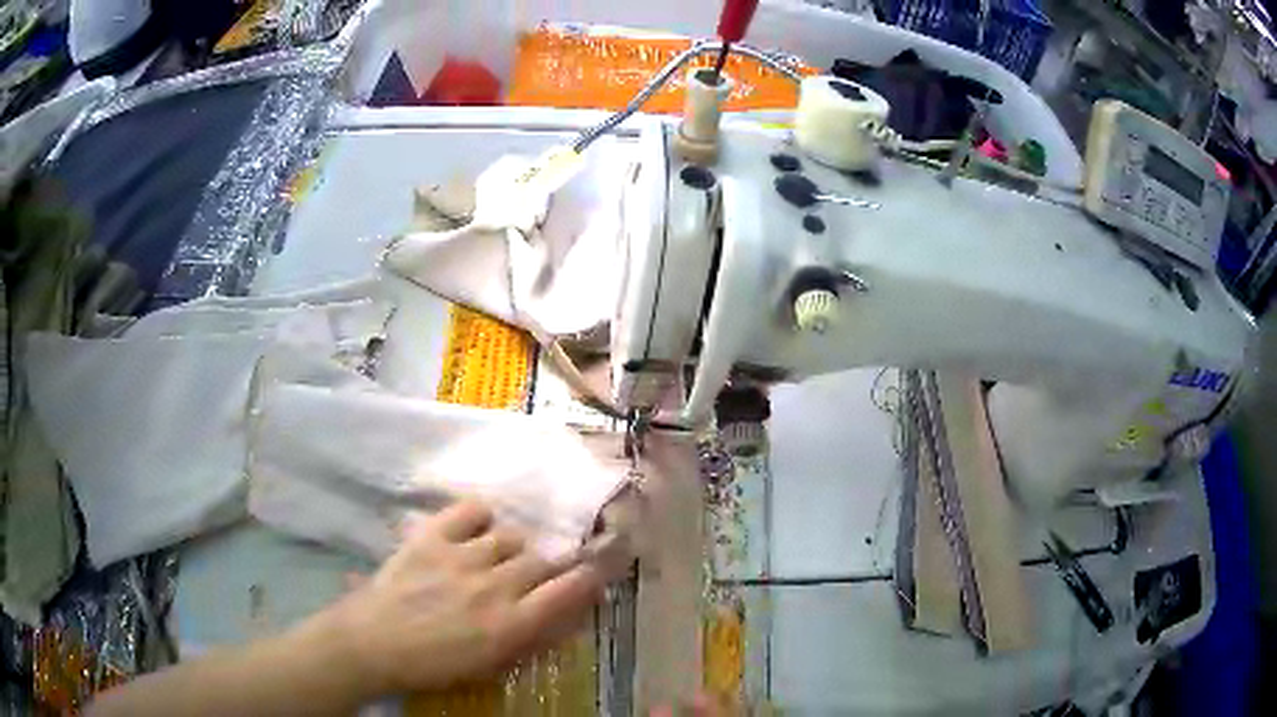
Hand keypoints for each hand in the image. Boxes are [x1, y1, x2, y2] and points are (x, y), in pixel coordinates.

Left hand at [330, 500, 607, 693]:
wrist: (372, 644)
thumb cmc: (434, 665)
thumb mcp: (491, 664)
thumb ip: (532, 637)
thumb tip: (566, 614)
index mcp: (511, 624)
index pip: (570, 589)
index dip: (589, 577)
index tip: (592, 575)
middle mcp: (495, 586)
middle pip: (542, 560)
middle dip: (545, 568)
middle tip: (530, 578)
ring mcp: (462, 557)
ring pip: (510, 536)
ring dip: (511, 549)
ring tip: (494, 559)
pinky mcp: (432, 537)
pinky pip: (471, 510)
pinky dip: (479, 518)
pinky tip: (473, 532)